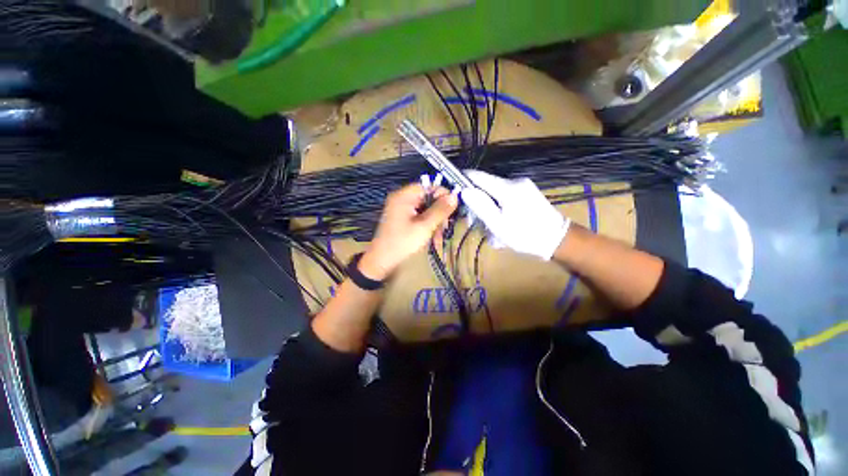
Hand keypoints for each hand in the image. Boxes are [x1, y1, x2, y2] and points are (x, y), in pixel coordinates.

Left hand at [359, 184, 457, 280]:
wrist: (382, 261)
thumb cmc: (402, 242)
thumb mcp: (424, 226)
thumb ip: (440, 210)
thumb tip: (455, 196)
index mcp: (404, 196)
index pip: (428, 186)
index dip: (442, 195)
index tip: (452, 210)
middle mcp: (402, 199)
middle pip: (427, 198)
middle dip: (439, 213)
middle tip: (446, 227)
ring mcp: (401, 210)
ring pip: (425, 209)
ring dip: (435, 222)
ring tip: (439, 237)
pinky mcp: (402, 219)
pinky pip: (419, 217)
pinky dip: (427, 226)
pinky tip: (433, 238)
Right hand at [461, 170, 569, 260]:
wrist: (558, 240)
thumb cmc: (525, 235)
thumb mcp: (498, 225)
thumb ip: (481, 206)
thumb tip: (464, 190)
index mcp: (507, 188)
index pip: (477, 176)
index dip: (462, 180)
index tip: (453, 191)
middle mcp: (514, 182)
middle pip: (485, 187)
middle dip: (477, 204)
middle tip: (476, 223)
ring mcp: (522, 186)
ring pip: (494, 194)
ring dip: (488, 210)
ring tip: (493, 230)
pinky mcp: (526, 192)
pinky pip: (504, 197)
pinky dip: (498, 210)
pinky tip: (501, 224)